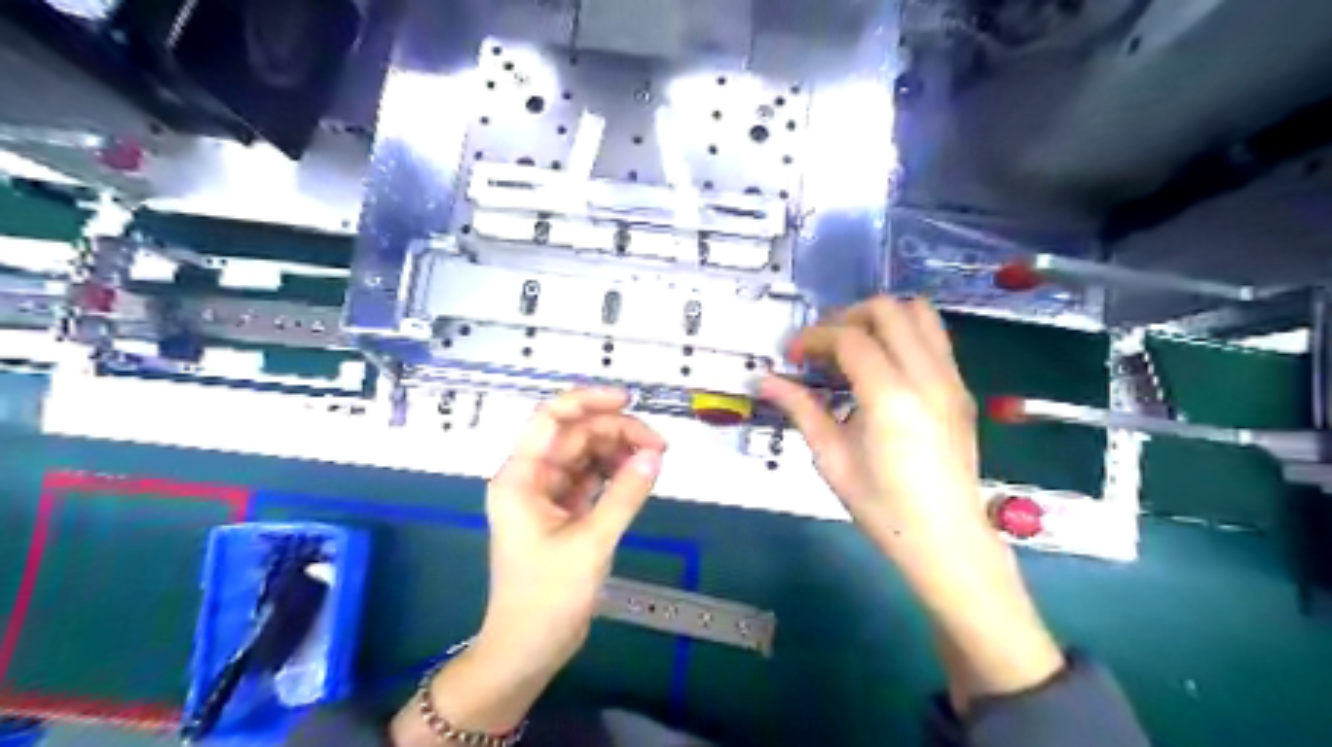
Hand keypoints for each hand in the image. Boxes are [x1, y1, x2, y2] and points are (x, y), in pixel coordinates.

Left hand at [390, 387, 664, 744]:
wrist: (528, 649)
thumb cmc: (547, 596)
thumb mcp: (591, 542)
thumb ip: (625, 495)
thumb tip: (654, 456)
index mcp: (521, 476)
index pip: (551, 418)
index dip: (587, 401)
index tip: (627, 400)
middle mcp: (531, 477)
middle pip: (575, 435)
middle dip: (616, 432)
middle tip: (659, 446)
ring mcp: (547, 494)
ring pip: (585, 455)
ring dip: (618, 452)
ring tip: (654, 460)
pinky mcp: (563, 512)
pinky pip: (591, 479)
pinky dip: (614, 473)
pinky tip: (639, 474)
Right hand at [755, 294, 981, 555]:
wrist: (945, 539)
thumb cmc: (882, 507)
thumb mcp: (832, 459)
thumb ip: (801, 409)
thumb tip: (765, 380)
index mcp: (891, 397)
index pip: (850, 338)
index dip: (814, 337)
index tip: (791, 355)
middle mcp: (927, 377)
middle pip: (889, 309)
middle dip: (847, 316)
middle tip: (822, 346)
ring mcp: (952, 380)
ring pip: (920, 314)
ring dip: (880, 319)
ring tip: (852, 347)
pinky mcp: (962, 389)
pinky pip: (934, 339)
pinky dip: (902, 335)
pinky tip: (880, 368)